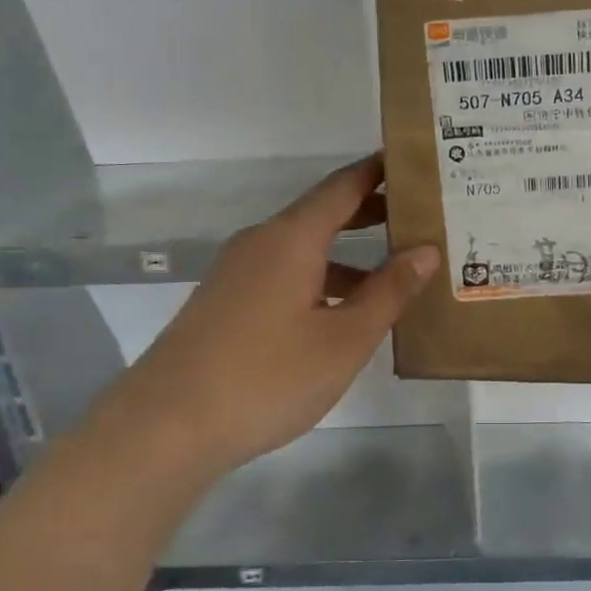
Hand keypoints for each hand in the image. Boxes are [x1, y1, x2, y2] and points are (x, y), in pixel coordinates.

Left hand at [83, 155, 438, 483]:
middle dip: (371, 212)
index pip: (343, 186)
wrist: (164, 428)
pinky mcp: (225, 302)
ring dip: (348, 254)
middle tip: (420, 217)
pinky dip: (320, 278)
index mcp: (291, 238)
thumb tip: (426, 249)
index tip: (417, 163)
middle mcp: (261, 243)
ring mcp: (237, 273)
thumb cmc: (267, 377)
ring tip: (393, 274)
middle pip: (323, 213)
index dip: (380, 171)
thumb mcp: (344, 339)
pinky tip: (339, 314)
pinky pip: (283, 273)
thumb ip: (389, 291)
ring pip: (303, 249)